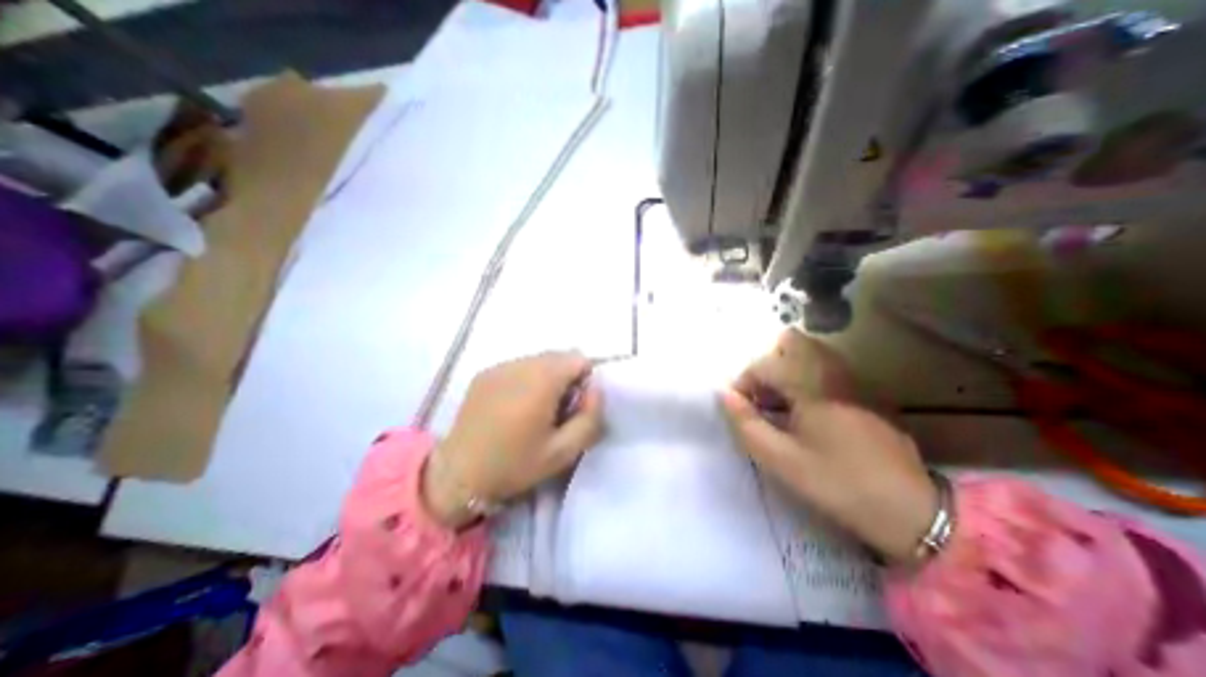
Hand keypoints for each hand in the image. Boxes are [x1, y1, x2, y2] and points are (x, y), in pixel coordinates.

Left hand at [421, 351, 601, 532]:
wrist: (458, 475)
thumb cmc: (515, 465)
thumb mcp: (564, 452)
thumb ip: (590, 417)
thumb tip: (595, 388)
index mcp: (541, 382)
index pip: (578, 359)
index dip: (584, 380)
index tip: (575, 406)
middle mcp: (520, 365)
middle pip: (559, 356)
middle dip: (567, 377)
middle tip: (556, 410)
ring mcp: (499, 367)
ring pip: (539, 359)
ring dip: (547, 377)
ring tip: (534, 408)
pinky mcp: (485, 373)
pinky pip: (519, 365)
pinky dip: (527, 378)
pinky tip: (514, 406)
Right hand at [719, 331, 935, 561]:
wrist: (912, 510)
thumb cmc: (838, 483)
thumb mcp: (781, 460)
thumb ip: (746, 423)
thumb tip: (725, 395)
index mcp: (811, 385)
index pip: (763, 365)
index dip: (743, 383)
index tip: (740, 409)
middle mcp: (832, 371)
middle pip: (791, 341)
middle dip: (768, 363)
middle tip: (763, 396)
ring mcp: (852, 379)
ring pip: (809, 351)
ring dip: (786, 369)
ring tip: (781, 404)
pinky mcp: (865, 391)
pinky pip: (826, 367)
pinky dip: (805, 376)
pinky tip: (806, 411)